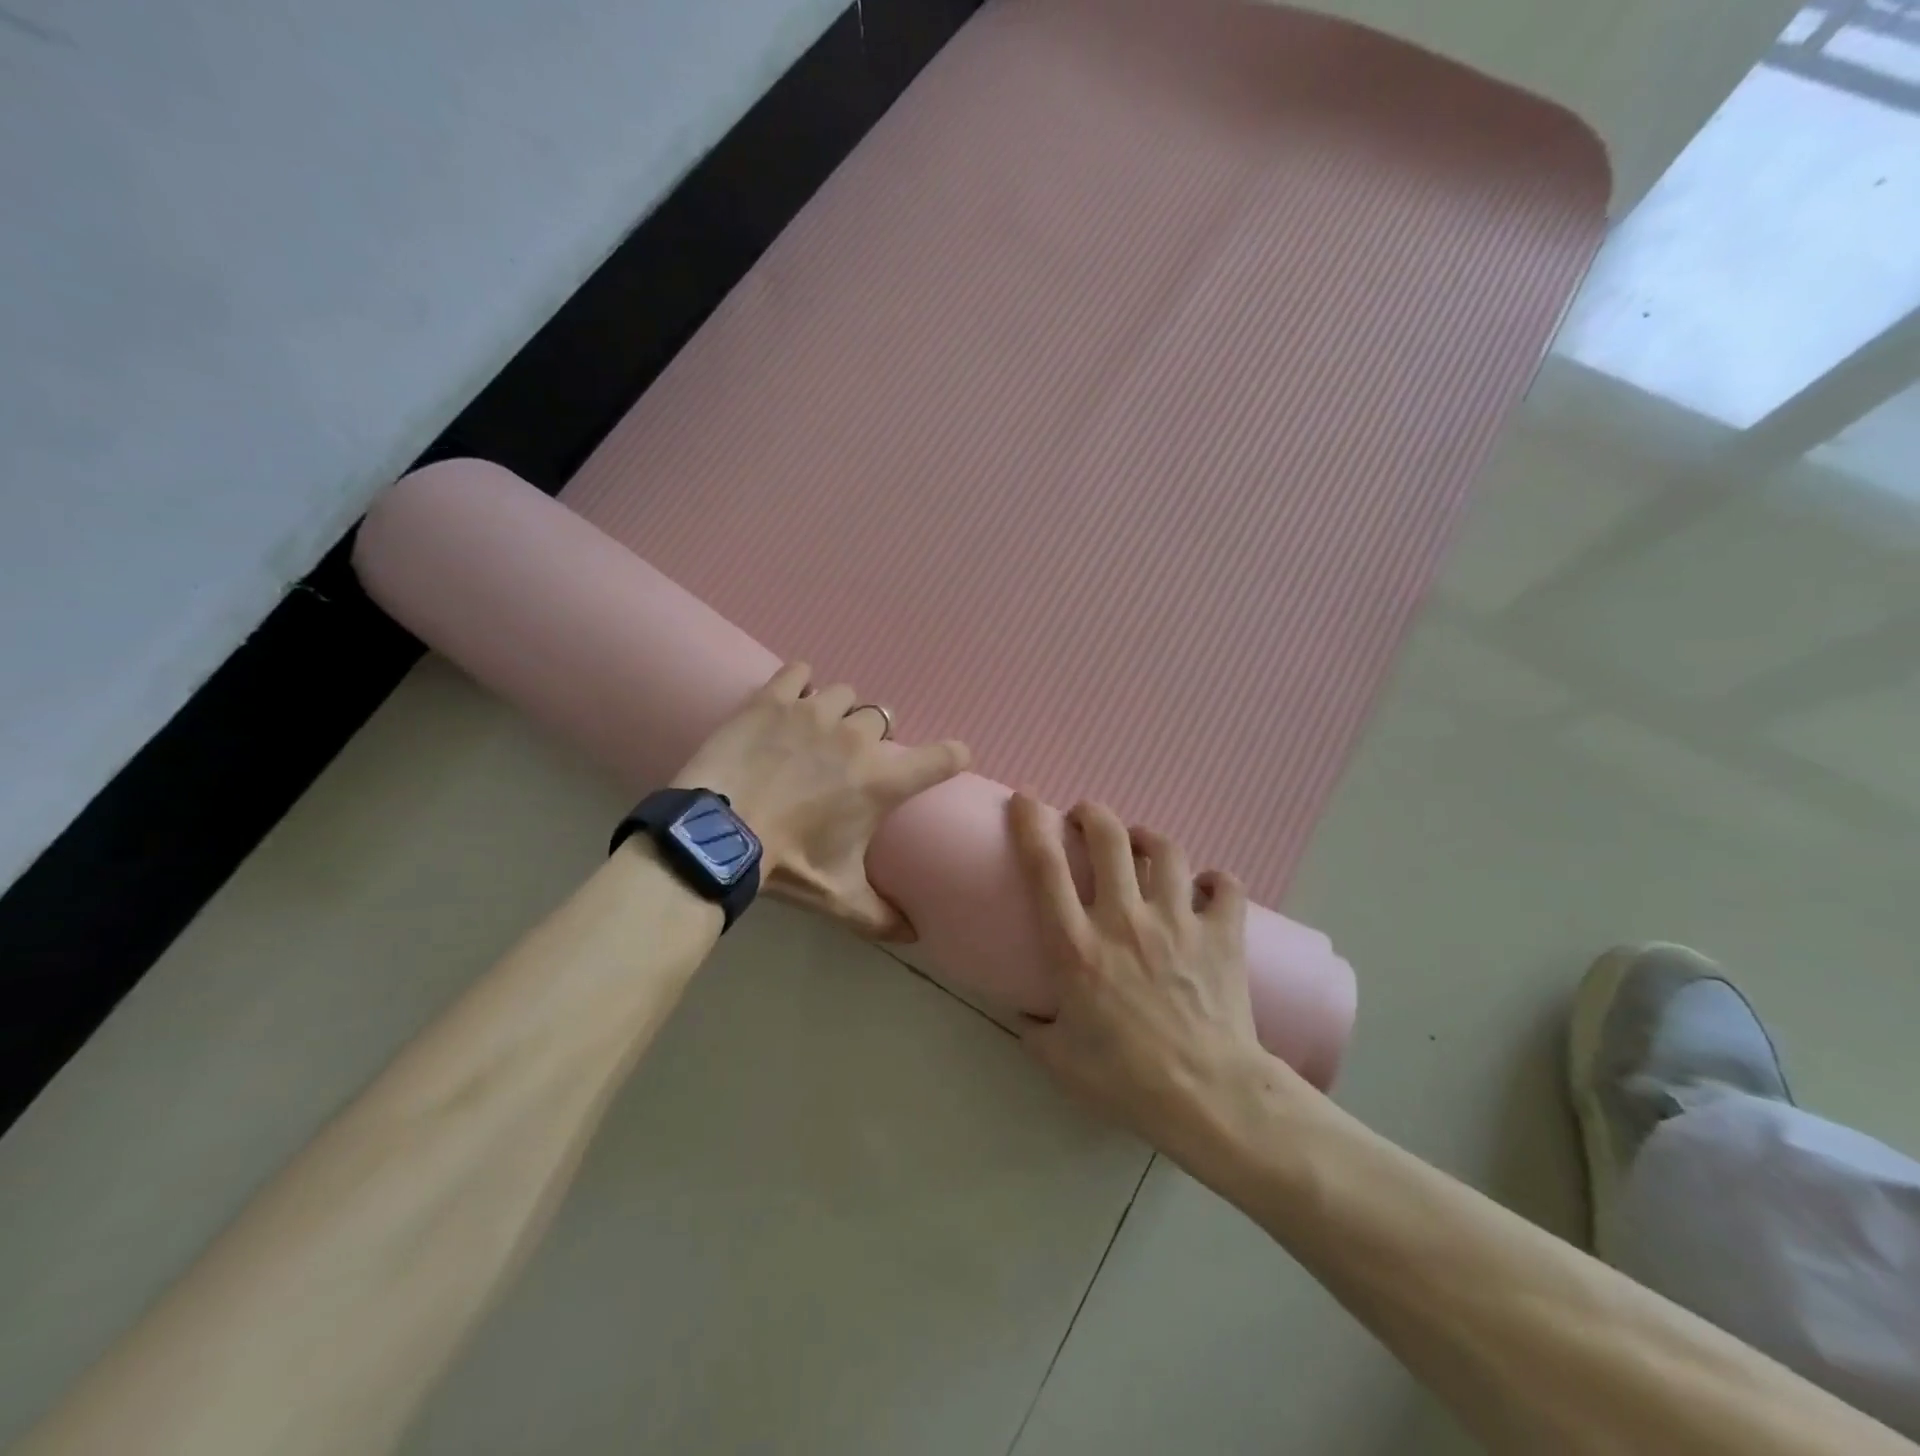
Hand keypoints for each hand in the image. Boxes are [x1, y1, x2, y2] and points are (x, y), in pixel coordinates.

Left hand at [674, 663, 969, 939]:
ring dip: (837, 712)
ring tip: (813, 733)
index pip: (943, 757)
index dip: (953, 755)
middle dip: (870, 739)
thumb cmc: (787, 863)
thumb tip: (914, 936)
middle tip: (845, 763)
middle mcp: (858, 739)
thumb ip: (880, 915)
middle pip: (882, 720)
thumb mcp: (837, 895)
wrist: (718, 834)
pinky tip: (789, 699)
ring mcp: (815, 712)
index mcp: (881, 781)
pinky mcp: (775, 698)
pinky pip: (799, 672)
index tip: (953, 758)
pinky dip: (798, 682)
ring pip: (844, 695)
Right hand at [1009, 794, 1269, 1156]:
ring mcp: (1177, 921)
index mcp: (1077, 946)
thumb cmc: (1126, 1081)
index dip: (1030, 822)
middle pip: (1109, 837)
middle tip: (1086, 819)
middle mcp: (1124, 919)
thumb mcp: (1059, 1059)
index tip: (1025, 800)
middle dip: (1093, 814)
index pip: (1045, 867)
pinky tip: (1206, 886)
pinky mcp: (1223, 934)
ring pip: (1166, 849)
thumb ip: (1036, 1028)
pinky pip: (1225, 886)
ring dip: (1149, 837)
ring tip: (1142, 842)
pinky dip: (1215, 880)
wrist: (1209, 1099)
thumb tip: (1027, 1011)